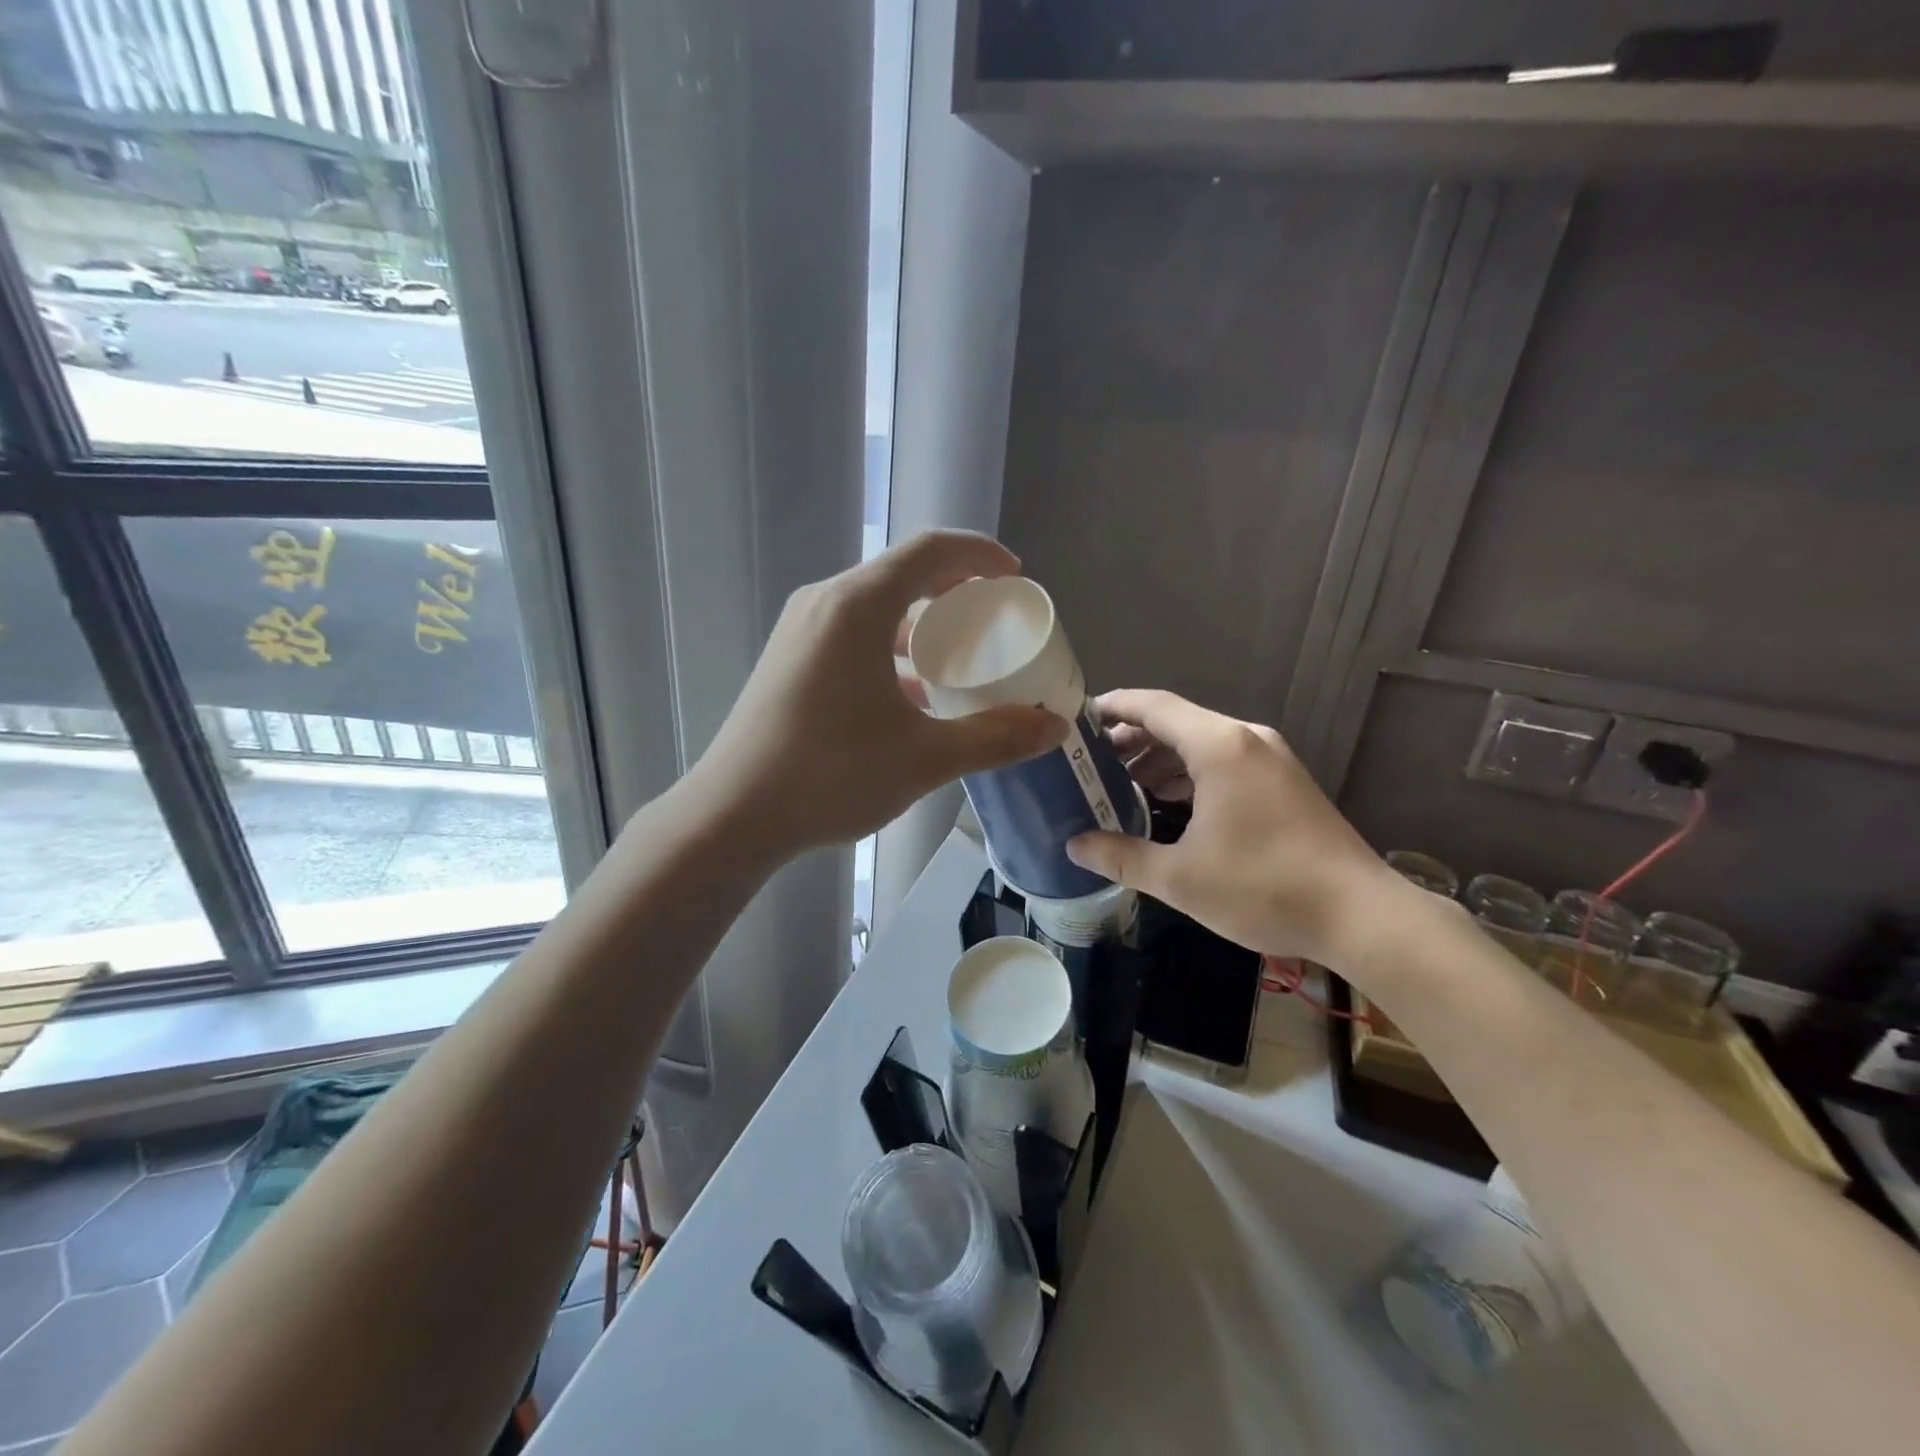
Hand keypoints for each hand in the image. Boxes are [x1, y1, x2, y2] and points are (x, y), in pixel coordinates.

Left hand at [688, 532, 1066, 857]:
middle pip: (903, 575)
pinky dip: (892, 652)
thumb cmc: (830, 775)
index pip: (930, 550)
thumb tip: (1053, 727)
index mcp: (857, 606)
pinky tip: (915, 698)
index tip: (1016, 579)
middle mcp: (825, 603)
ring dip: (924, 627)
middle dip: (956, 592)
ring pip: (876, 609)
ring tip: (962, 662)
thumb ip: (995, 738)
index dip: (980, 554)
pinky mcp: (789, 661)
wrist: (732, 815)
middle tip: (996, 623)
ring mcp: (801, 632)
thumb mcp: (924, 758)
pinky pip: (853, 636)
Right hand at [1066, 690, 1398, 965]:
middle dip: (1129, 738)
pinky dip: (1189, 772)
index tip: (1076, 719)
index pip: (1152, 706)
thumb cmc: (1263, 887)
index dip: (1111, 707)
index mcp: (1219, 746)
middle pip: (1175, 722)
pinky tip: (1165, 800)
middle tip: (1088, 762)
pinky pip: (1224, 761)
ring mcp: (1271, 759)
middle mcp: (1246, 739)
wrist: (1361, 915)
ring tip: (1118, 782)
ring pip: (1200, 742)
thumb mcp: (1180, 878)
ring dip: (1159, 757)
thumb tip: (1074, 847)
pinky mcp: (1284, 783)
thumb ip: (1121, 856)